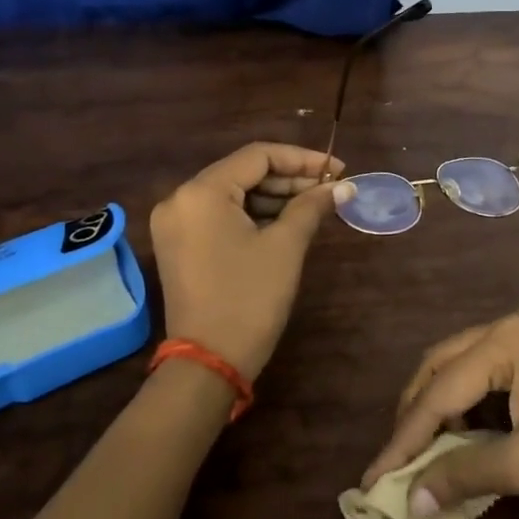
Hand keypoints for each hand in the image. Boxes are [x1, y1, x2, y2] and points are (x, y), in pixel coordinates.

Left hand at [149, 143, 350, 380]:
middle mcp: (180, 199)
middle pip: (242, 172)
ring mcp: (175, 223)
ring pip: (232, 194)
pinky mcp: (179, 245)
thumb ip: (312, 206)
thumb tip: (343, 185)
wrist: (209, 363)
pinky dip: (252, 215)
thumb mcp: (286, 247)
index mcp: (201, 192)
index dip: (302, 159)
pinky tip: (287, 221)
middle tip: (330, 189)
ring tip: (315, 205)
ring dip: (273, 197)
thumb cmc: (249, 298)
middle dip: (289, 178)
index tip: (338, 169)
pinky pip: (220, 215)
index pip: (257, 155)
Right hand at [361, 306, 518, 518]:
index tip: (372, 477)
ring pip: (464, 365)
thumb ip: (463, 475)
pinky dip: (471, 402)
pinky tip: (468, 434)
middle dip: (417, 413)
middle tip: (395, 460)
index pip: (439, 390)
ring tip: (427, 452)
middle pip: (443, 365)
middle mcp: (512, 323)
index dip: (404, 437)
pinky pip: (489, 370)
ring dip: (442, 406)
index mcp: (506, 338)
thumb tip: (408, 501)